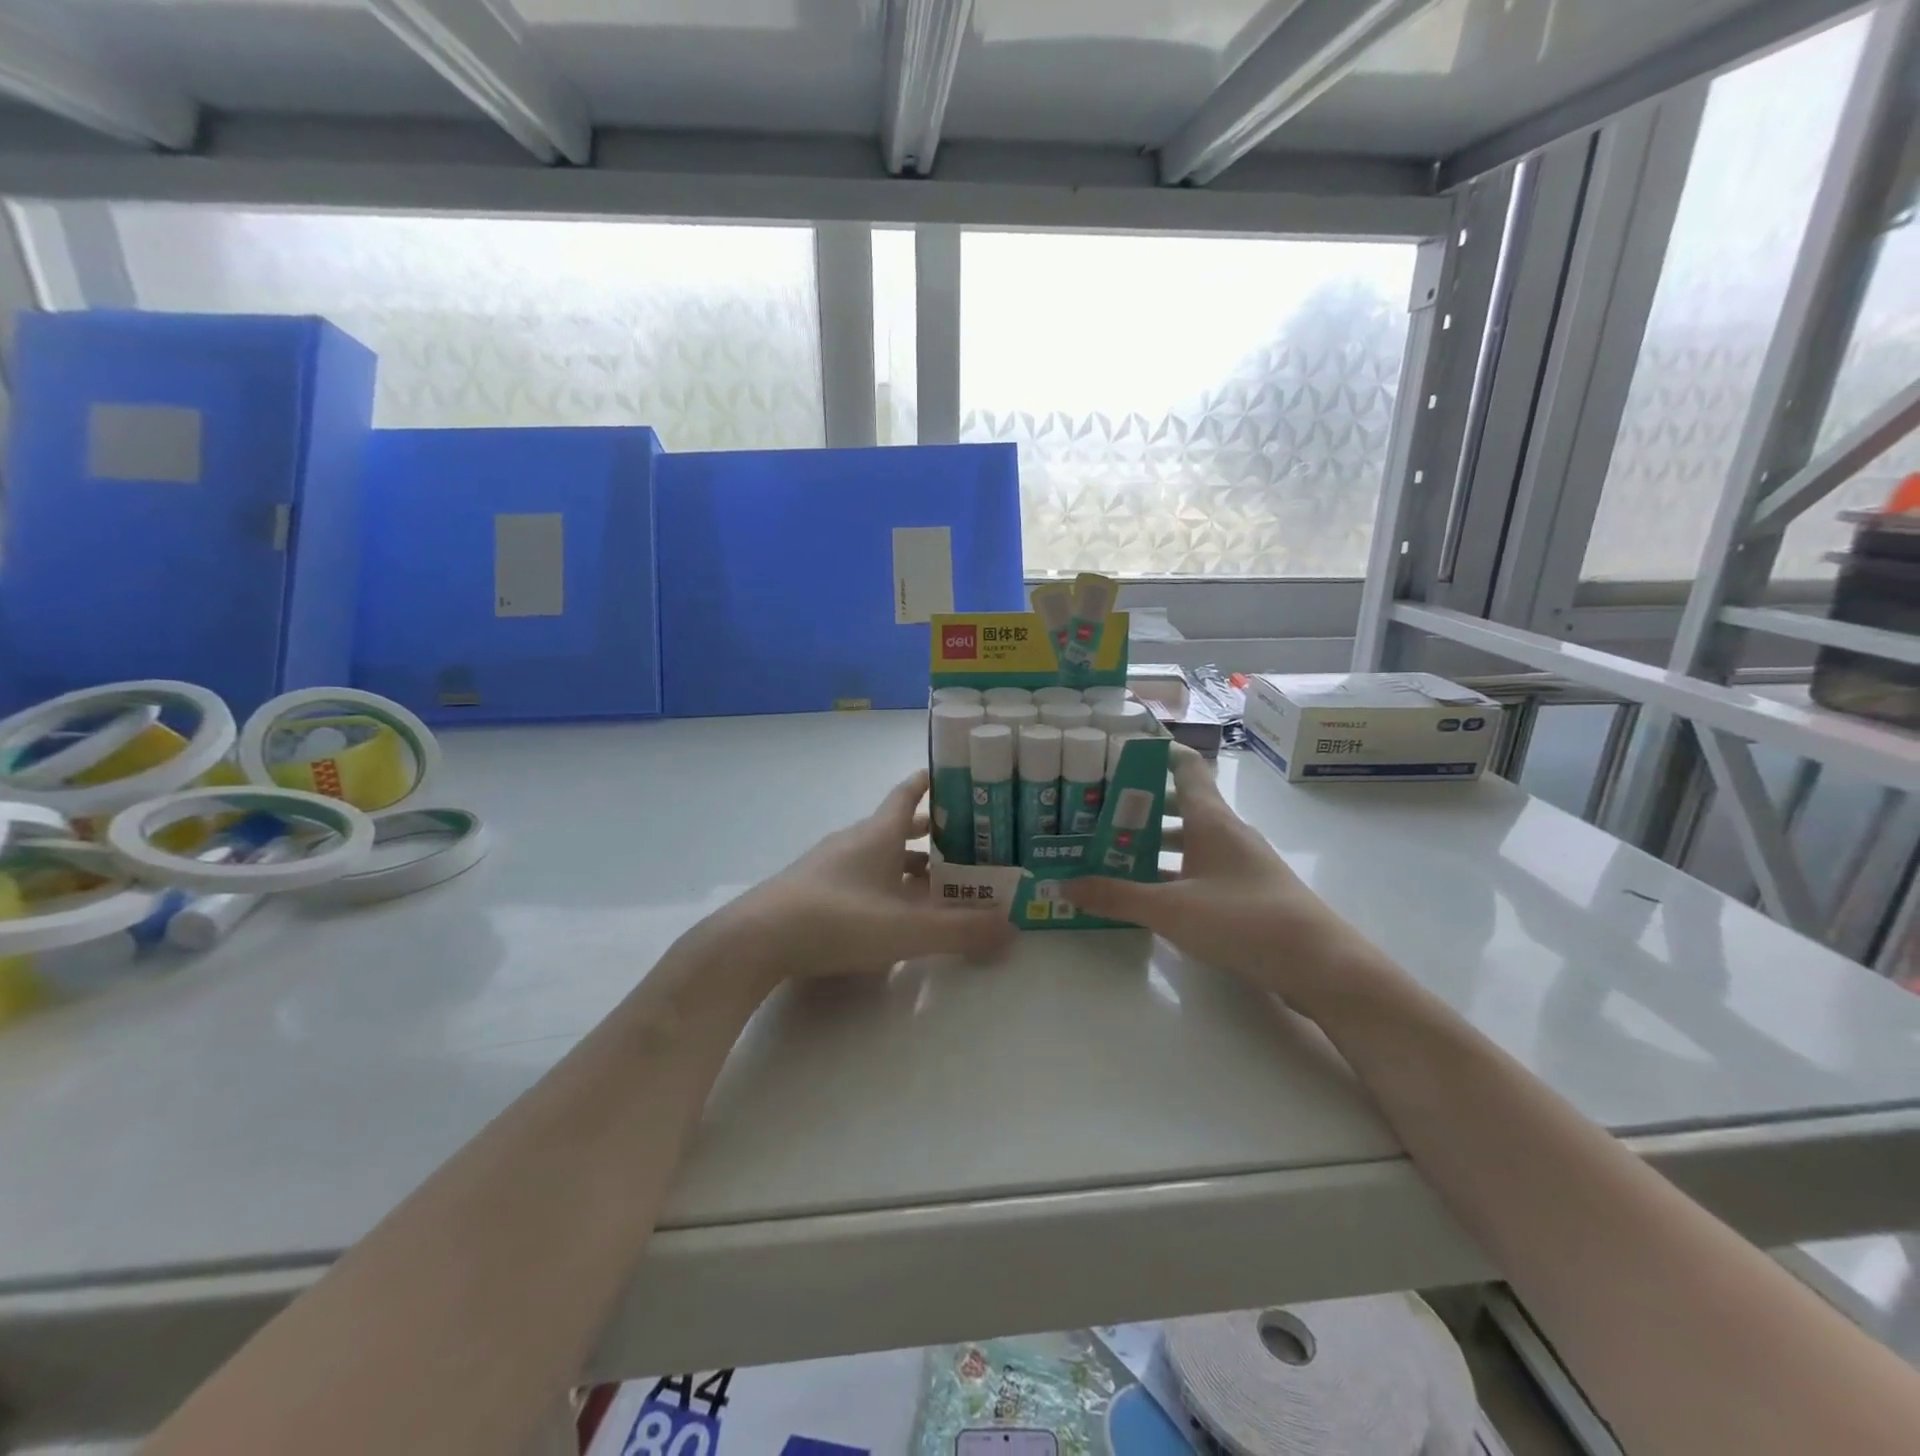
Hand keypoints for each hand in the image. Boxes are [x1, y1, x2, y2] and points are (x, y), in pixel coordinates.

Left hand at [726, 770, 1015, 984]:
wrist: (755, 940)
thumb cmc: (837, 920)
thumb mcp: (906, 929)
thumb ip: (961, 931)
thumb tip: (1013, 929)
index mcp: (878, 833)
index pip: (908, 793)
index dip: (931, 782)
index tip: (955, 775)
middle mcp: (854, 840)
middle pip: (897, 826)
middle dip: (931, 830)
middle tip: (967, 839)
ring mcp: (829, 865)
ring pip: (879, 854)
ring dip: (909, 862)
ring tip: (939, 880)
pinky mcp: (813, 890)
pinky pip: (861, 876)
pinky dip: (885, 883)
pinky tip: (894, 911)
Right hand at [1062, 746, 1388, 1006]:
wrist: (1318, 964)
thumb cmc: (1242, 919)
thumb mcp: (1170, 909)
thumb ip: (1116, 896)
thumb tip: (1063, 885)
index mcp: (1210, 819)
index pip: (1183, 766)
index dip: (1154, 752)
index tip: (1117, 750)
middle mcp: (1226, 832)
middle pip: (1179, 804)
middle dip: (1138, 805)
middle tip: (1095, 810)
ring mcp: (1239, 862)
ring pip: (1188, 839)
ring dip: (1153, 842)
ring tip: (1111, 850)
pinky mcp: (1246, 891)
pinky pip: (1199, 868)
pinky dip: (1171, 872)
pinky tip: (1147, 892)